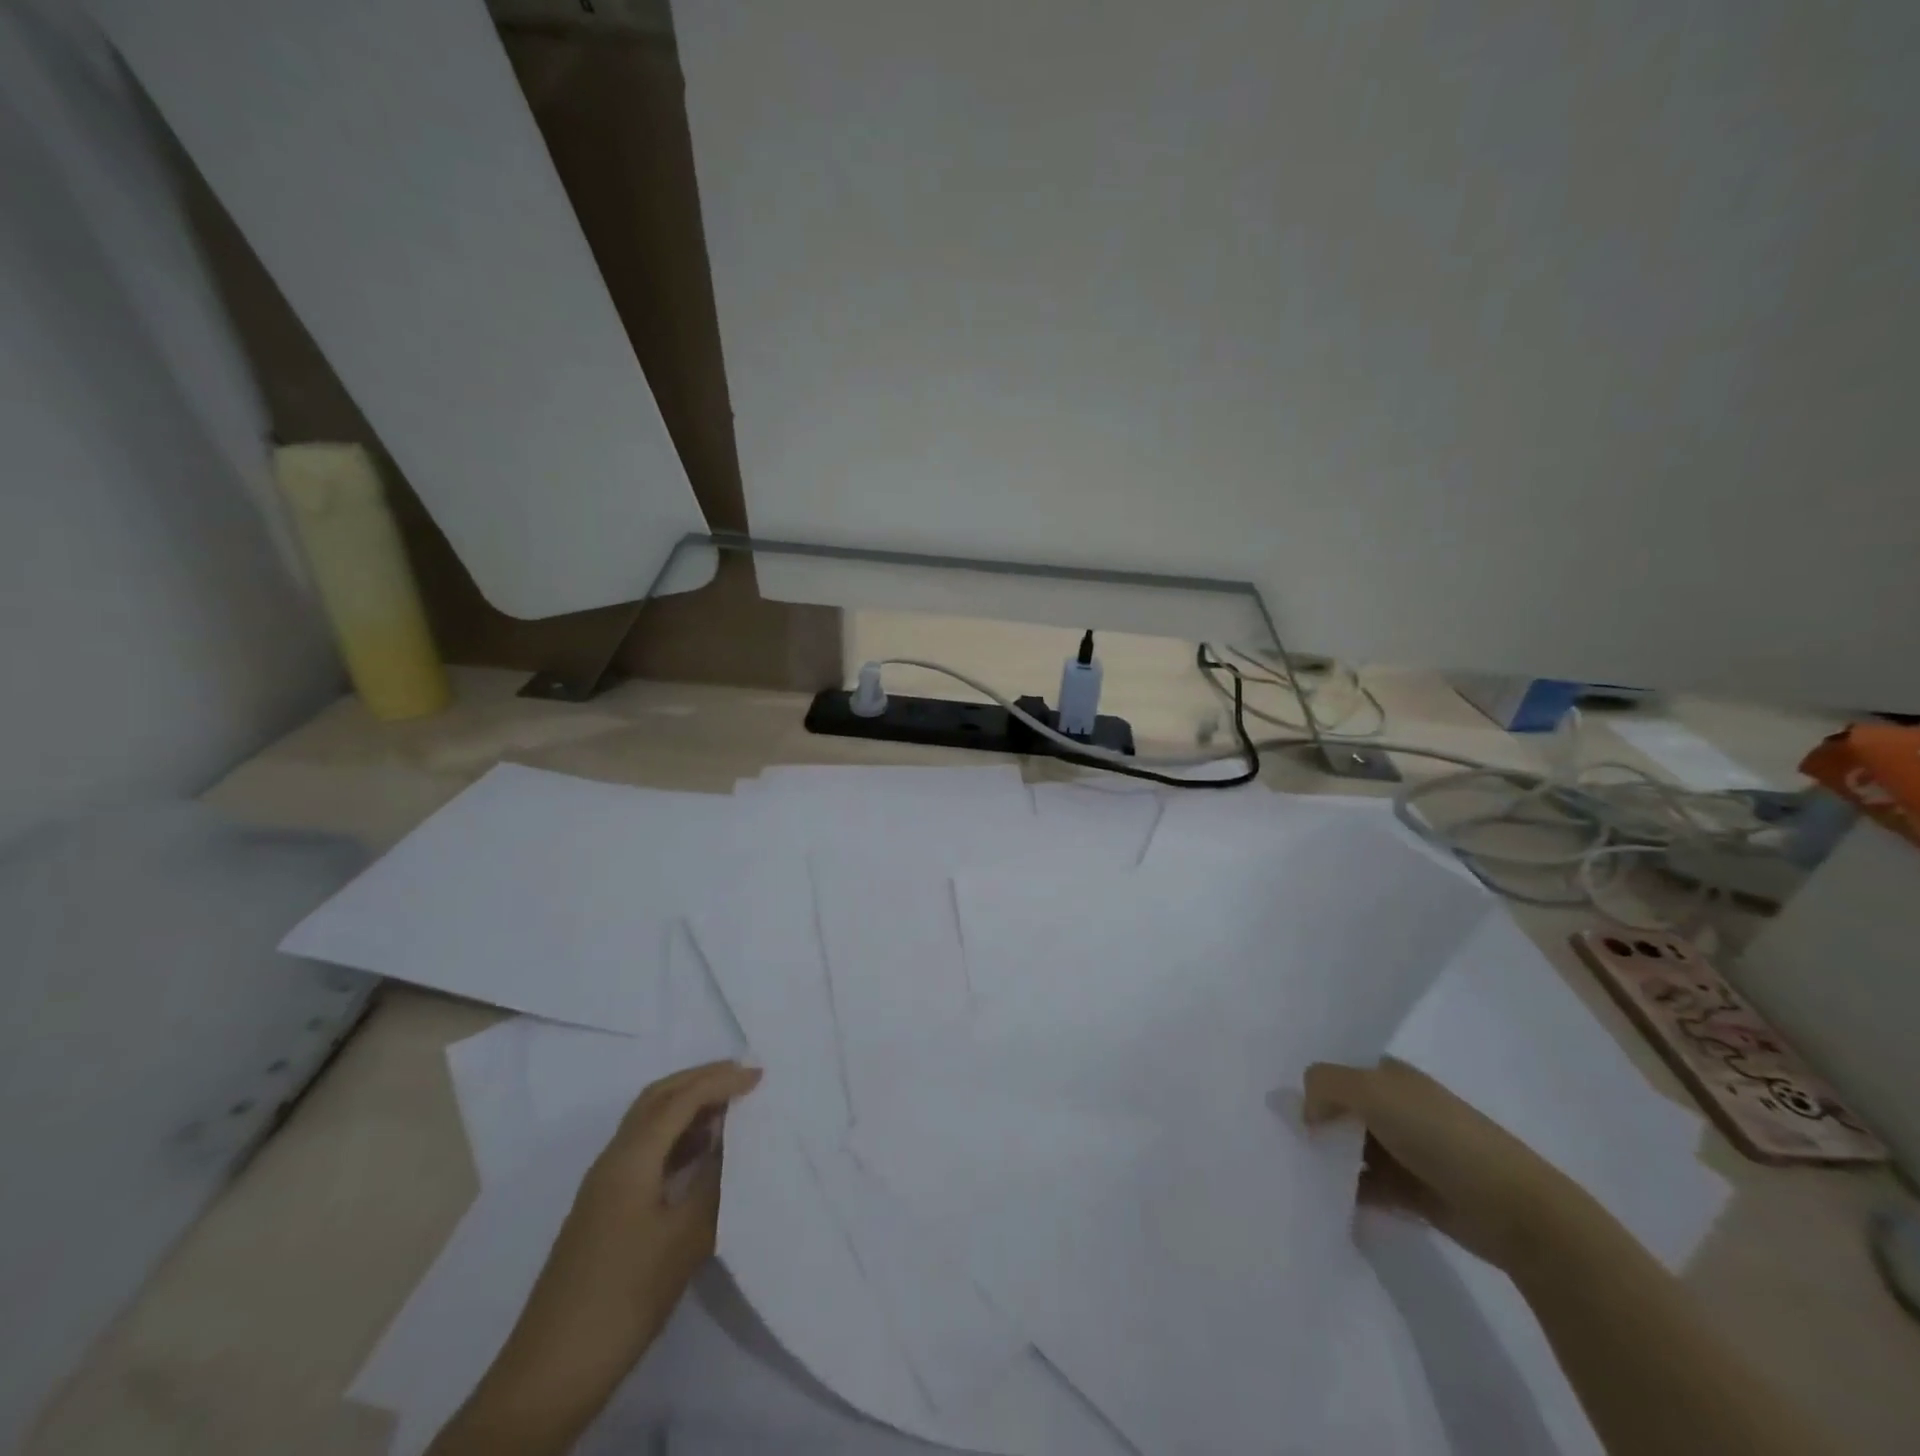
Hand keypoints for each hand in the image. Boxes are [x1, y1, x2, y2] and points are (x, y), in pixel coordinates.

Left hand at [430, 1062, 761, 1455]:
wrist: (551, 1372)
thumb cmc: (624, 1296)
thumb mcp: (684, 1238)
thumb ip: (713, 1180)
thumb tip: (733, 1139)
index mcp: (631, 1157)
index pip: (681, 1099)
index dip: (721, 1081)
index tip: (760, 1076)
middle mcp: (614, 1159)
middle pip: (658, 1098)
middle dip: (700, 1079)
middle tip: (741, 1076)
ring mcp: (605, 1185)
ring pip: (649, 1123)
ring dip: (687, 1105)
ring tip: (730, 1108)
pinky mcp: (605, 1210)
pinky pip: (646, 1150)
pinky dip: (677, 1136)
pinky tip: (700, 1154)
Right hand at [1303, 1057, 1595, 1273]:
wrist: (1514, 1209)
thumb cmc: (1441, 1136)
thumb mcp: (1373, 1091)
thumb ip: (1326, 1085)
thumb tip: (1306, 1113)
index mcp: (1389, 1074)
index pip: (1336, 1070)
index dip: (1311, 1085)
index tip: (1280, 1106)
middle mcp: (1395, 1106)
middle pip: (1339, 1109)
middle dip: (1313, 1122)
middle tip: (1282, 1141)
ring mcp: (1403, 1150)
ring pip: (1348, 1148)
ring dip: (1326, 1159)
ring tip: (1295, 1172)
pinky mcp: (1410, 1191)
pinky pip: (1364, 1185)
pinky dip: (1344, 1191)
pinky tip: (1322, 1198)